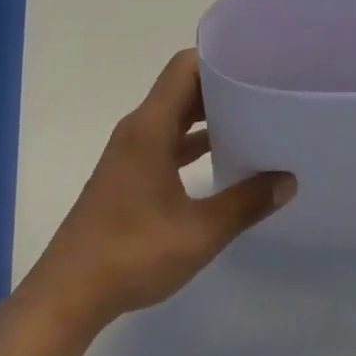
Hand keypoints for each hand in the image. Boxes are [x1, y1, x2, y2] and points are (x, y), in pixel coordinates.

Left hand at [19, 49, 295, 337]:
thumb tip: (288, 180)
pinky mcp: (128, 174)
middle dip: (221, 86)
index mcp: (150, 127)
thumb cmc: (132, 254)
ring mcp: (131, 152)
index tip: (254, 65)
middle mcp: (138, 129)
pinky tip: (222, 159)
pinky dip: (192, 141)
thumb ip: (246, 203)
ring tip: (252, 119)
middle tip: (263, 90)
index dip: (218, 60)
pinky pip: (166, 140)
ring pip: (174, 115)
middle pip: (181, 88)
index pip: (184, 68)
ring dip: (207, 115)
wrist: (68, 295)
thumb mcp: (199, 233)